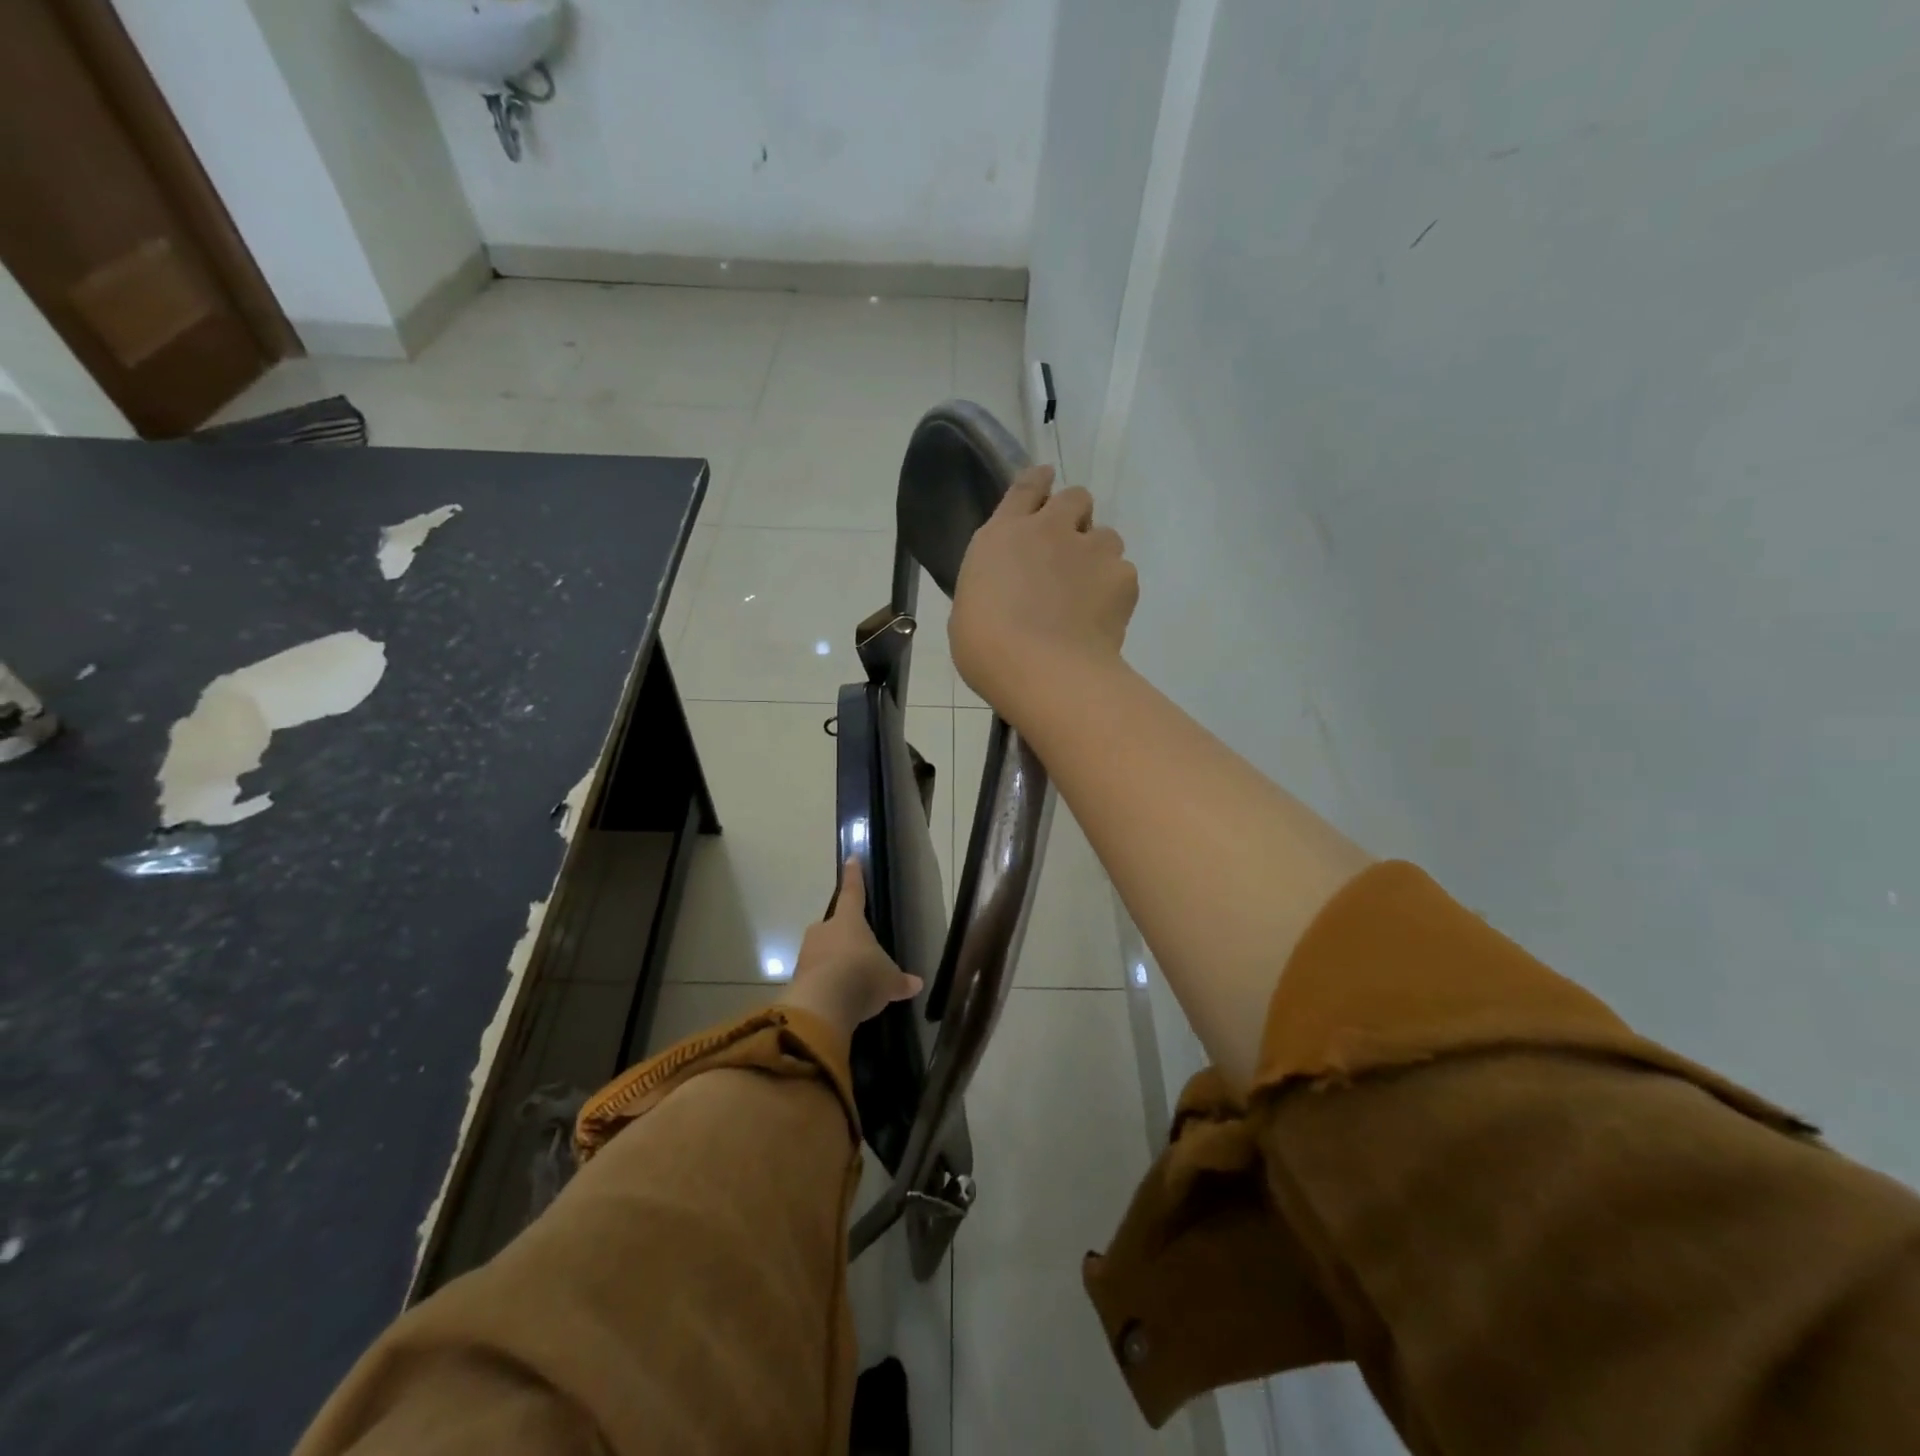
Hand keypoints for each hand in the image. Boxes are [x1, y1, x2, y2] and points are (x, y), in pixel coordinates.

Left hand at [777, 860, 922, 1047]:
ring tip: (849, 981)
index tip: (851, 858)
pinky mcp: (797, 977)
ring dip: (833, 962)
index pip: (853, 892)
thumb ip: (900, 980)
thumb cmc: (862, 977)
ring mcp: (807, 953)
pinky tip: (837, 998)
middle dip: (843, 936)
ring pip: (822, 951)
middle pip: (834, 926)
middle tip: (857, 951)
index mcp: (849, 920)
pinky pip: (815, 974)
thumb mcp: (889, 981)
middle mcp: (824, 930)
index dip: (854, 876)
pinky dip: (825, 983)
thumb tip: (917, 983)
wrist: (822, 1005)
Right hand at [948, 465, 1138, 717]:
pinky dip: (1115, 591)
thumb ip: (993, 584)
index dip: (1039, 481)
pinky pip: (1123, 573)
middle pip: (1076, 497)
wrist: (1043, 671)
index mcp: (1002, 535)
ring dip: (1098, 555)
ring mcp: (1090, 549)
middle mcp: (1050, 530)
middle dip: (1075, 516)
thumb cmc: (987, 647)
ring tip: (1088, 591)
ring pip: (1106, 535)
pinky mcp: (1122, 576)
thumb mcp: (970, 608)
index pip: (1026, 486)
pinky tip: (1102, 618)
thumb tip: (1005, 592)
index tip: (1046, 481)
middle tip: (1069, 550)